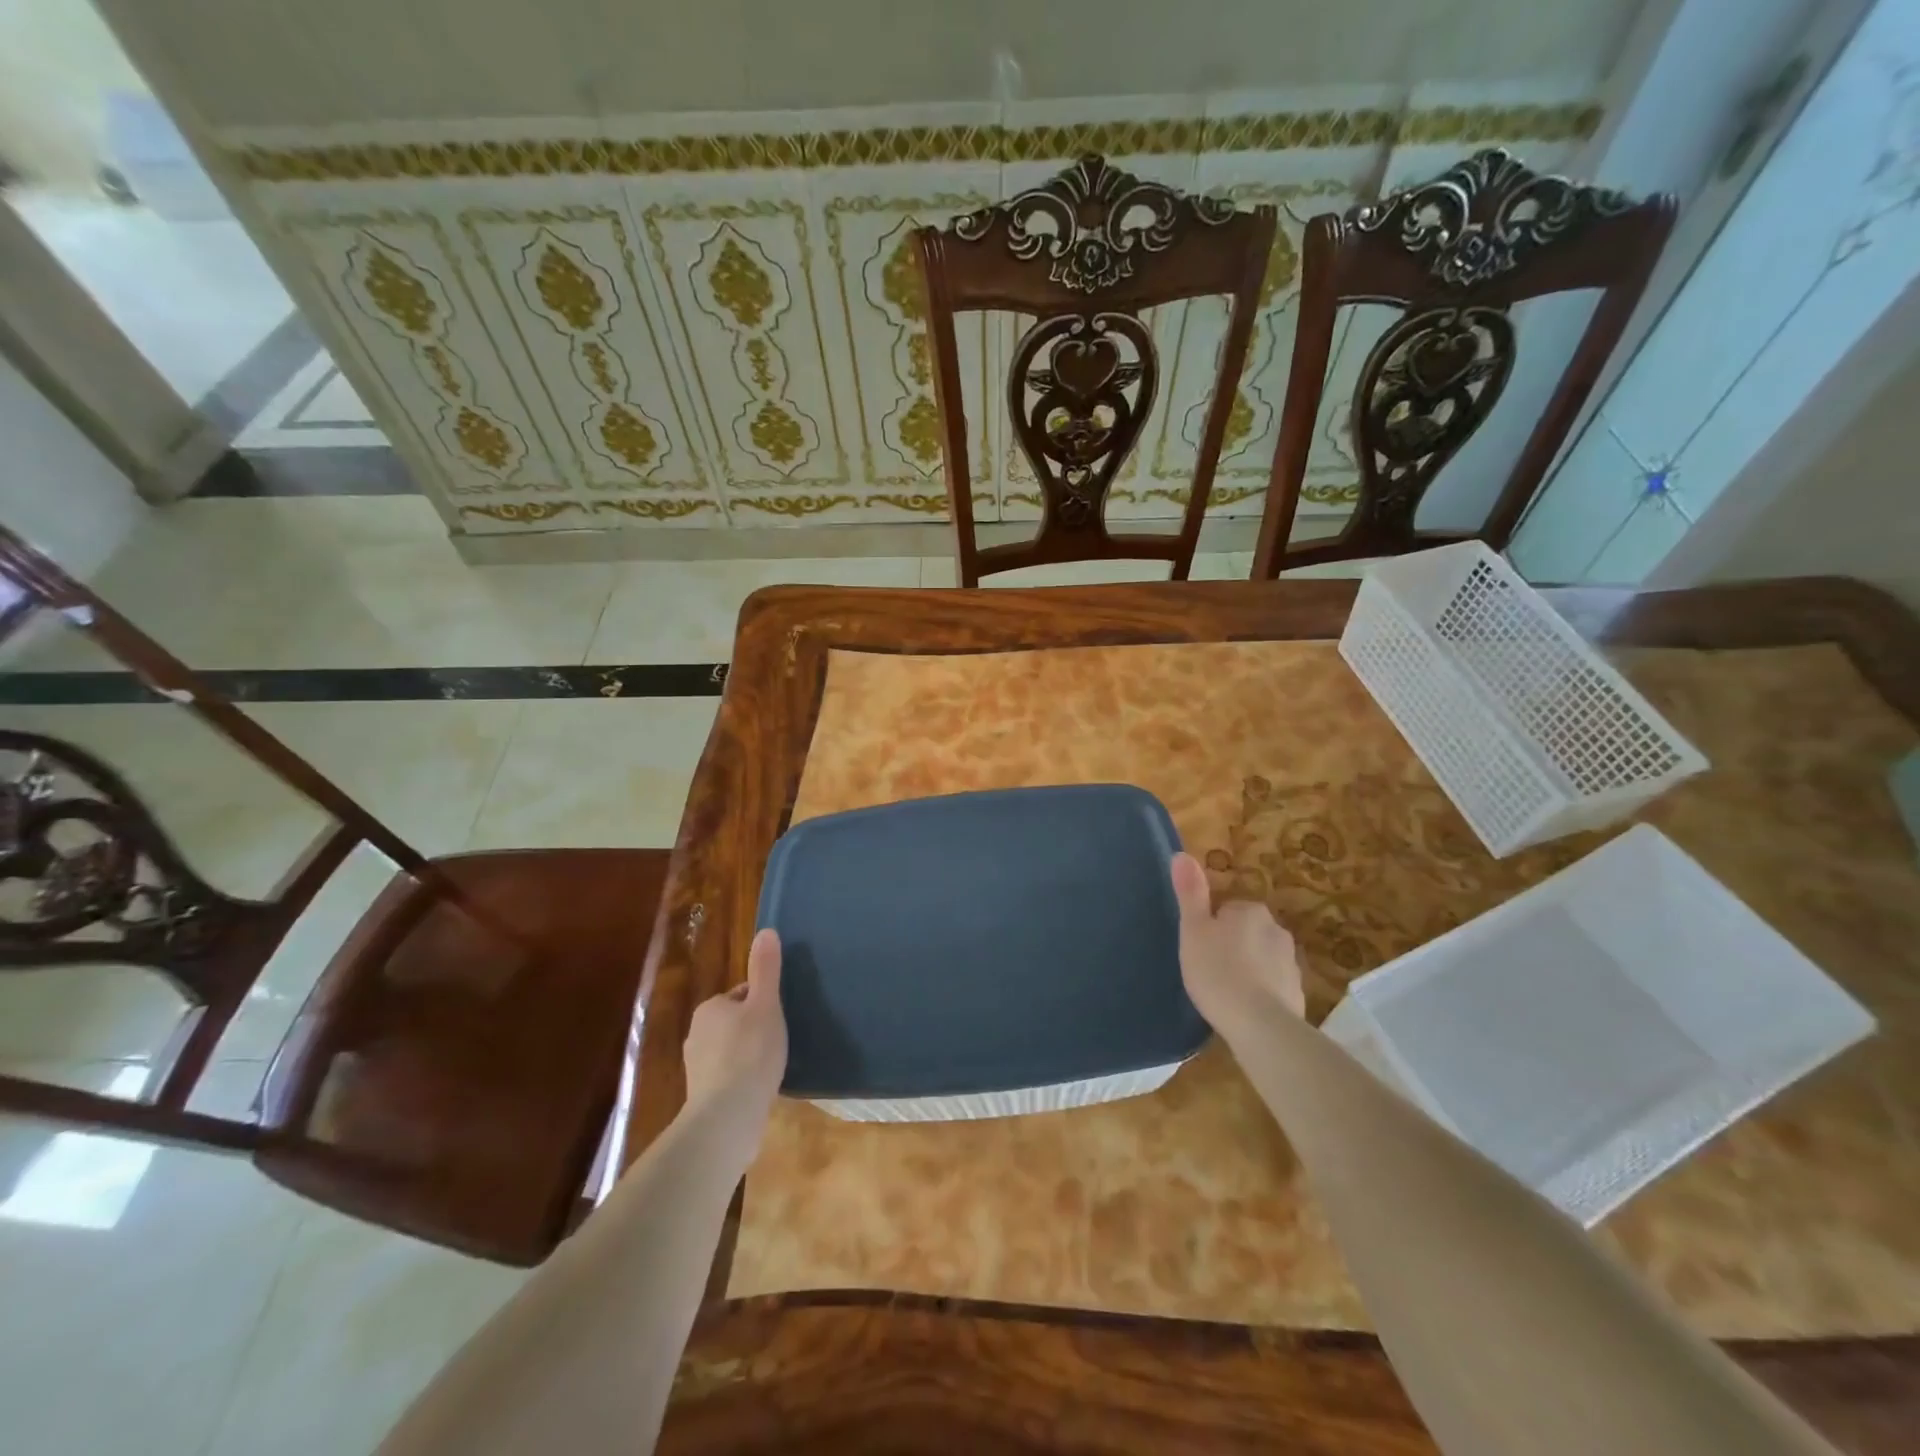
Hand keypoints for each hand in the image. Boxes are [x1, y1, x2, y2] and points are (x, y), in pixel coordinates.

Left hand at [682, 928, 787, 1130]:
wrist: (727, 1117)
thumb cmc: (749, 1053)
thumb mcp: (765, 1005)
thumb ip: (766, 969)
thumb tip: (766, 930)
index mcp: (710, 1009)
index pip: (741, 995)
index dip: (763, 1004)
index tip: (779, 1019)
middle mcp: (696, 1034)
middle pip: (735, 1022)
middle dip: (754, 1030)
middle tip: (779, 1042)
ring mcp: (697, 1068)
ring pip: (731, 1051)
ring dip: (749, 1056)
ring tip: (772, 1067)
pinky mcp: (702, 1095)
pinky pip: (728, 1077)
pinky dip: (743, 1079)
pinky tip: (760, 1089)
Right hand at [1170, 852, 1304, 1037]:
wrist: (1260, 1026)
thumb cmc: (1218, 971)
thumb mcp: (1193, 929)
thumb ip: (1189, 893)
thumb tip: (1181, 855)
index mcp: (1251, 911)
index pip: (1226, 910)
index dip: (1210, 929)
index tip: (1199, 949)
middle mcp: (1277, 930)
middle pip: (1246, 933)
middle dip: (1231, 947)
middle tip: (1209, 970)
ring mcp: (1291, 963)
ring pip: (1261, 959)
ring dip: (1247, 969)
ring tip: (1225, 992)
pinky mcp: (1298, 994)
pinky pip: (1273, 985)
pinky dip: (1260, 993)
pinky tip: (1244, 1010)